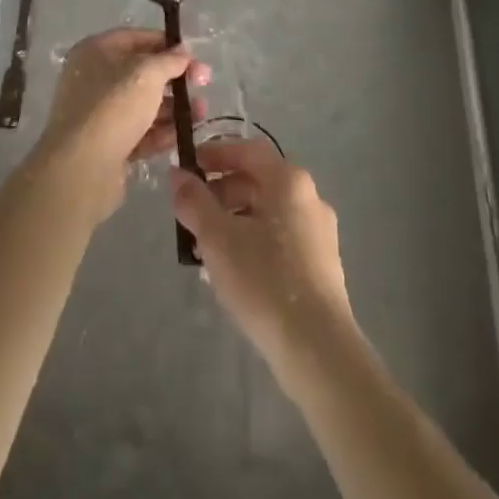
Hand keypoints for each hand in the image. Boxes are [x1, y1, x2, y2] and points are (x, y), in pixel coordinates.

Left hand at [33, 27, 209, 222]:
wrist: (81, 169)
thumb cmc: (113, 107)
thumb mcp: (147, 74)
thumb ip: (169, 60)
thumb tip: (183, 51)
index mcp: (95, 52)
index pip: (135, 38)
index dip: (166, 43)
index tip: (193, 54)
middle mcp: (94, 79)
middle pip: (141, 73)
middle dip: (174, 78)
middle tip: (203, 83)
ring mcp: (99, 114)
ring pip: (143, 104)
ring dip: (173, 107)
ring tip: (201, 113)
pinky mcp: (107, 145)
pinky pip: (139, 132)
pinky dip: (160, 132)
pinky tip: (183, 134)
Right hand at [170, 138, 354, 374]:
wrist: (317, 348)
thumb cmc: (264, 280)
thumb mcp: (217, 238)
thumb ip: (194, 201)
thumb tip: (177, 175)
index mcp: (289, 181)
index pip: (248, 150)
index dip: (215, 154)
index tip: (188, 169)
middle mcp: (309, 197)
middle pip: (258, 181)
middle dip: (220, 194)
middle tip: (191, 216)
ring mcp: (319, 232)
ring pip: (267, 212)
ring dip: (234, 221)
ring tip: (205, 250)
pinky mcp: (321, 264)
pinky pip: (280, 238)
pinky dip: (253, 241)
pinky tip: (233, 272)